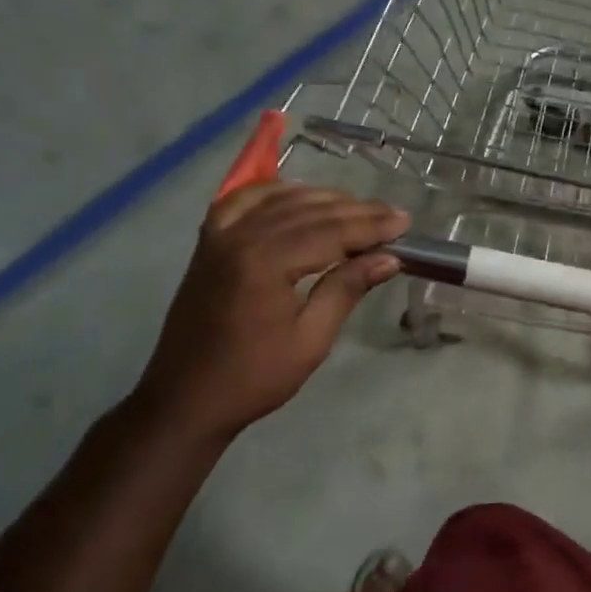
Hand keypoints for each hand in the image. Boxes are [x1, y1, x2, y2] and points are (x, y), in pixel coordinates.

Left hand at [132, 184, 408, 439]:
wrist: (185, 399)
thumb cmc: (254, 377)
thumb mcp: (310, 340)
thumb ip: (346, 289)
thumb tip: (389, 258)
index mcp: (266, 263)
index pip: (331, 231)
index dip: (372, 225)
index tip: (405, 223)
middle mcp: (241, 237)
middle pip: (310, 210)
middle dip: (356, 211)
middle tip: (393, 215)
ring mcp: (220, 236)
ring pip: (281, 199)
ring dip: (323, 199)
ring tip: (358, 209)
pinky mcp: (208, 243)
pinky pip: (243, 200)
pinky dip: (275, 192)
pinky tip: (298, 196)